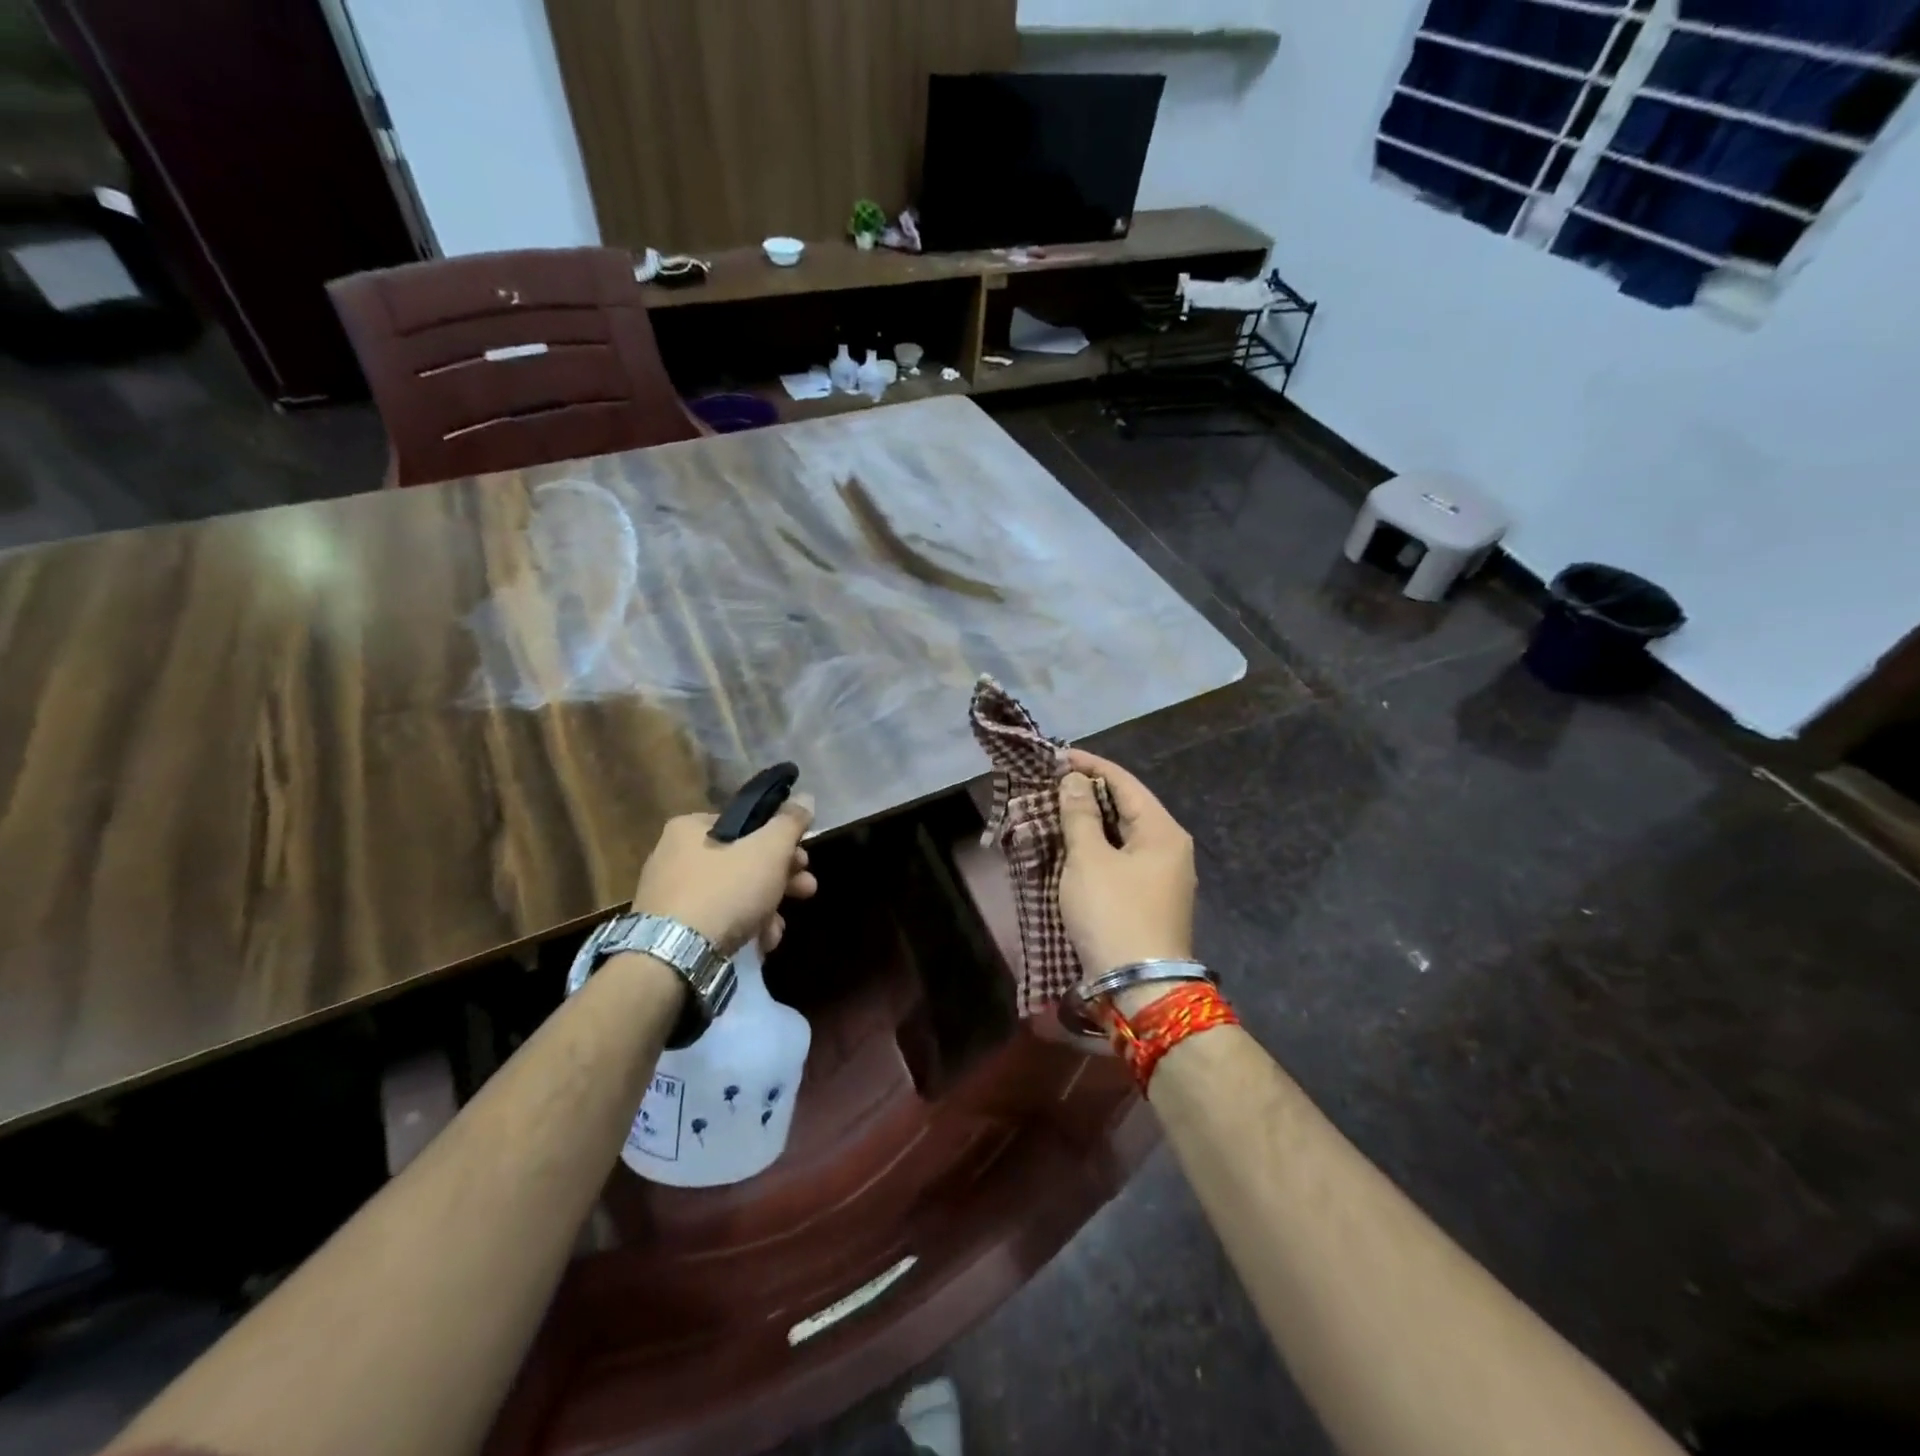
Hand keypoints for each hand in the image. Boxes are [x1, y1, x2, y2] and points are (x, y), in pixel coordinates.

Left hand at [630, 795, 817, 954]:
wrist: (674, 957)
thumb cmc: (725, 890)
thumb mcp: (768, 850)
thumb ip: (790, 823)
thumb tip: (806, 799)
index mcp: (690, 828)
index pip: (747, 824)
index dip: (782, 841)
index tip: (803, 860)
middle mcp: (674, 856)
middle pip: (744, 861)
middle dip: (780, 879)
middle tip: (806, 890)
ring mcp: (671, 895)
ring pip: (734, 893)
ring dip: (766, 908)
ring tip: (778, 930)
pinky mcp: (671, 929)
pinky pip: (716, 919)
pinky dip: (742, 927)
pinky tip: (759, 944)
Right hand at [1057, 750, 1195, 1009]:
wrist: (1140, 988)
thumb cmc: (1113, 913)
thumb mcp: (1089, 860)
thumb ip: (1079, 815)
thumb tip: (1074, 780)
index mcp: (1163, 832)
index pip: (1125, 783)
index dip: (1091, 766)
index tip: (1057, 757)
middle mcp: (1170, 849)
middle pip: (1127, 808)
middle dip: (1089, 794)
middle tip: (1051, 783)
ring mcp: (1162, 877)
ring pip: (1122, 836)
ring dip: (1090, 822)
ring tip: (1055, 810)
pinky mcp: (1149, 900)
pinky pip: (1121, 860)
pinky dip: (1096, 848)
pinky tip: (1071, 847)